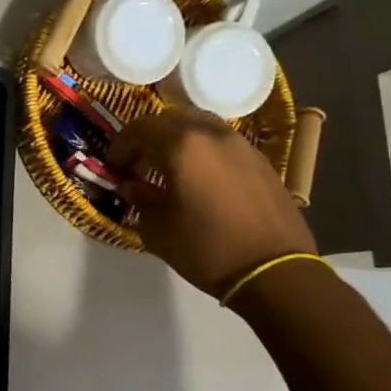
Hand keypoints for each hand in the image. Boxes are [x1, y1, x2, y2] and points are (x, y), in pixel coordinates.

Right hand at [108, 108, 315, 296]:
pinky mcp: (260, 160)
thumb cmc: (207, 249)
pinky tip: (202, 177)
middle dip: (149, 136)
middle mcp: (211, 134)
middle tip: (140, 162)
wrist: (275, 272)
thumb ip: (140, 199)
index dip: (121, 145)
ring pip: (199, 124)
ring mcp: (240, 144)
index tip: (115, 166)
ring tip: (171, 166)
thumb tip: (132, 186)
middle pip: (170, 118)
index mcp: (181, 146)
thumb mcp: (158, 229)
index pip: (139, 129)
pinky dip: (204, 149)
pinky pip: (222, 141)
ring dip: (178, 138)